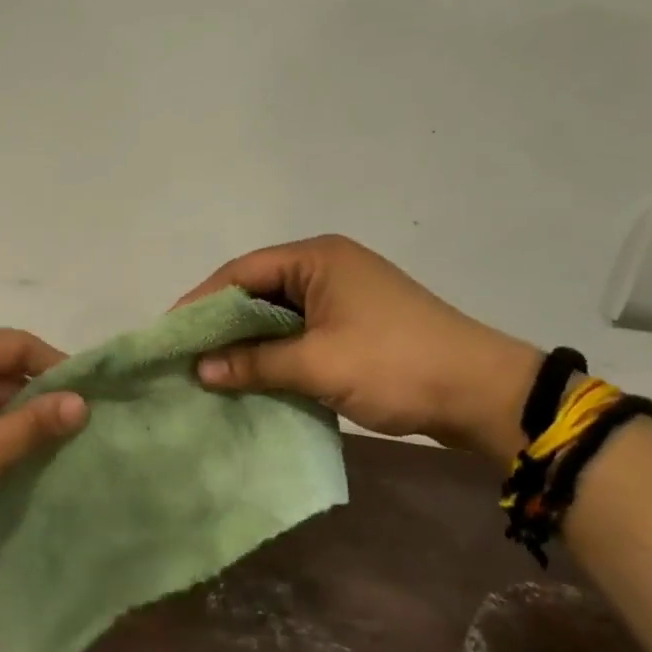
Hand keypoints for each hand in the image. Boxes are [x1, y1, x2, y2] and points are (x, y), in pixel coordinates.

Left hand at [0, 328, 87, 552]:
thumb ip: (32, 426)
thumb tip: (82, 402)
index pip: (20, 345)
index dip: (58, 370)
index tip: (90, 402)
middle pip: (2, 371)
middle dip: (36, 403)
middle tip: (75, 438)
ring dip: (12, 425)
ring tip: (49, 457)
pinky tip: (9, 466)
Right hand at [176, 235, 539, 463]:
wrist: (482, 394)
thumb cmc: (396, 365)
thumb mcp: (318, 364)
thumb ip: (255, 363)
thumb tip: (200, 369)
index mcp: (317, 258)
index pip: (241, 271)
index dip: (201, 302)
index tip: (169, 334)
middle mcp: (327, 266)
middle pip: (257, 289)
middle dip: (221, 323)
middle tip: (184, 354)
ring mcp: (343, 295)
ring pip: (278, 314)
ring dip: (248, 341)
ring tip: (209, 369)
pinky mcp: (355, 324)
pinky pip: (300, 332)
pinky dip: (275, 352)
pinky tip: (252, 376)